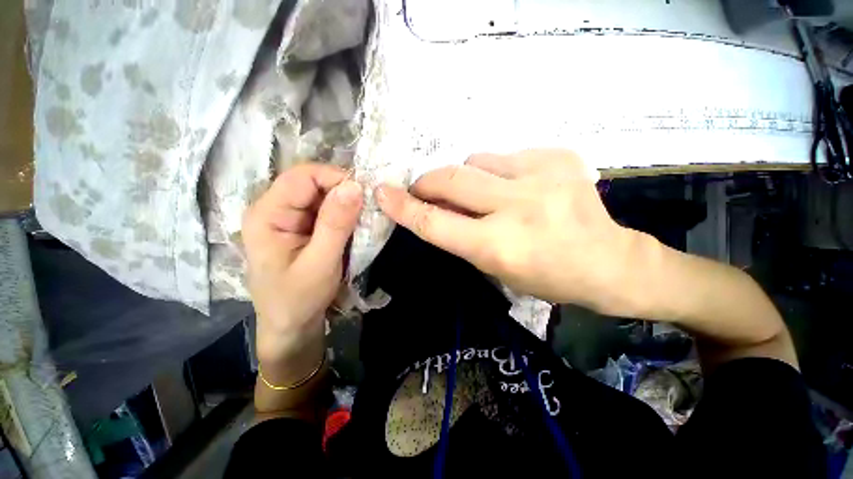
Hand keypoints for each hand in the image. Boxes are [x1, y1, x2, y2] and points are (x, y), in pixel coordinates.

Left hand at [242, 164, 362, 364]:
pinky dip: (344, 213)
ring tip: (364, 218)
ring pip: (322, 194)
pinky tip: (355, 225)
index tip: (364, 195)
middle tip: (368, 208)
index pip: (302, 176)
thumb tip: (355, 186)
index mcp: (267, 214)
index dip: (335, 178)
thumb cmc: (299, 298)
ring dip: (346, 203)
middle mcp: (274, 208)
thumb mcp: (321, 263)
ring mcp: (288, 217)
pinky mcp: (302, 226)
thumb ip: (336, 224)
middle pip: (312, 182)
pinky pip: (326, 209)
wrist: (291, 324)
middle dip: (343, 191)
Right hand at [376, 149, 653, 316]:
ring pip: (477, 160)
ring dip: (468, 177)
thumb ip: (461, 235)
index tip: (383, 192)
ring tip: (484, 193)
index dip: (404, 207)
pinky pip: (507, 155)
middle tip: (425, 188)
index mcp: (499, 246)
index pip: (435, 223)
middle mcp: (517, 208)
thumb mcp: (494, 267)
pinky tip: (517, 186)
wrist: (608, 262)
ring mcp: (541, 177)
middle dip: (428, 182)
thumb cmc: (546, 276)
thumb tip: (434, 207)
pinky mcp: (559, 158)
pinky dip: (499, 170)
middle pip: (451, 179)